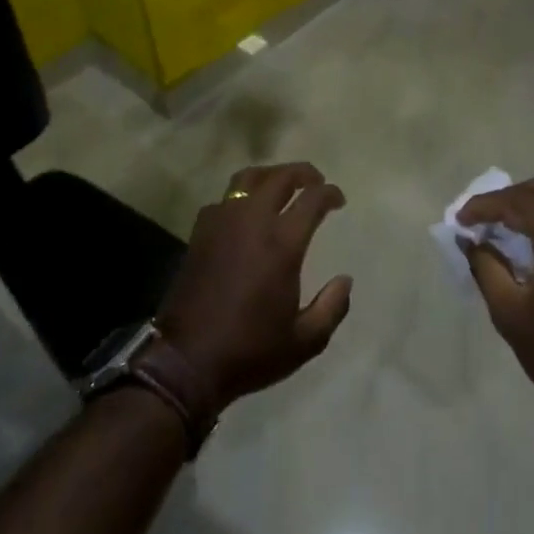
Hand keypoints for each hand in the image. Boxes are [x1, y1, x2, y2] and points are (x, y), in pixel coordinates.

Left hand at [159, 162, 352, 410]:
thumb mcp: (305, 341)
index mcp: (282, 243)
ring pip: (248, 178)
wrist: (187, 360)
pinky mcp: (200, 232)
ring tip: (282, 184)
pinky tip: (246, 212)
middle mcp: (253, 222)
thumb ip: (332, 308)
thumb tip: (345, 280)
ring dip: (270, 174)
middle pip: (280, 177)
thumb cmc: (250, 350)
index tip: (338, 199)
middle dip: (303, 173)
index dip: (330, 193)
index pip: (312, 200)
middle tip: (316, 181)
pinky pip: (224, 199)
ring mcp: (222, 223)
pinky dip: (241, 196)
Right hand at [458, 179, 533, 426]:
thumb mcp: (510, 313)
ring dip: (525, 209)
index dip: (485, 205)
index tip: (459, 220)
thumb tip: (469, 238)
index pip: (521, 203)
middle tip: (476, 220)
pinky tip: (529, 241)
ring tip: (498, 228)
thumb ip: (485, 265)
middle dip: (504, 201)